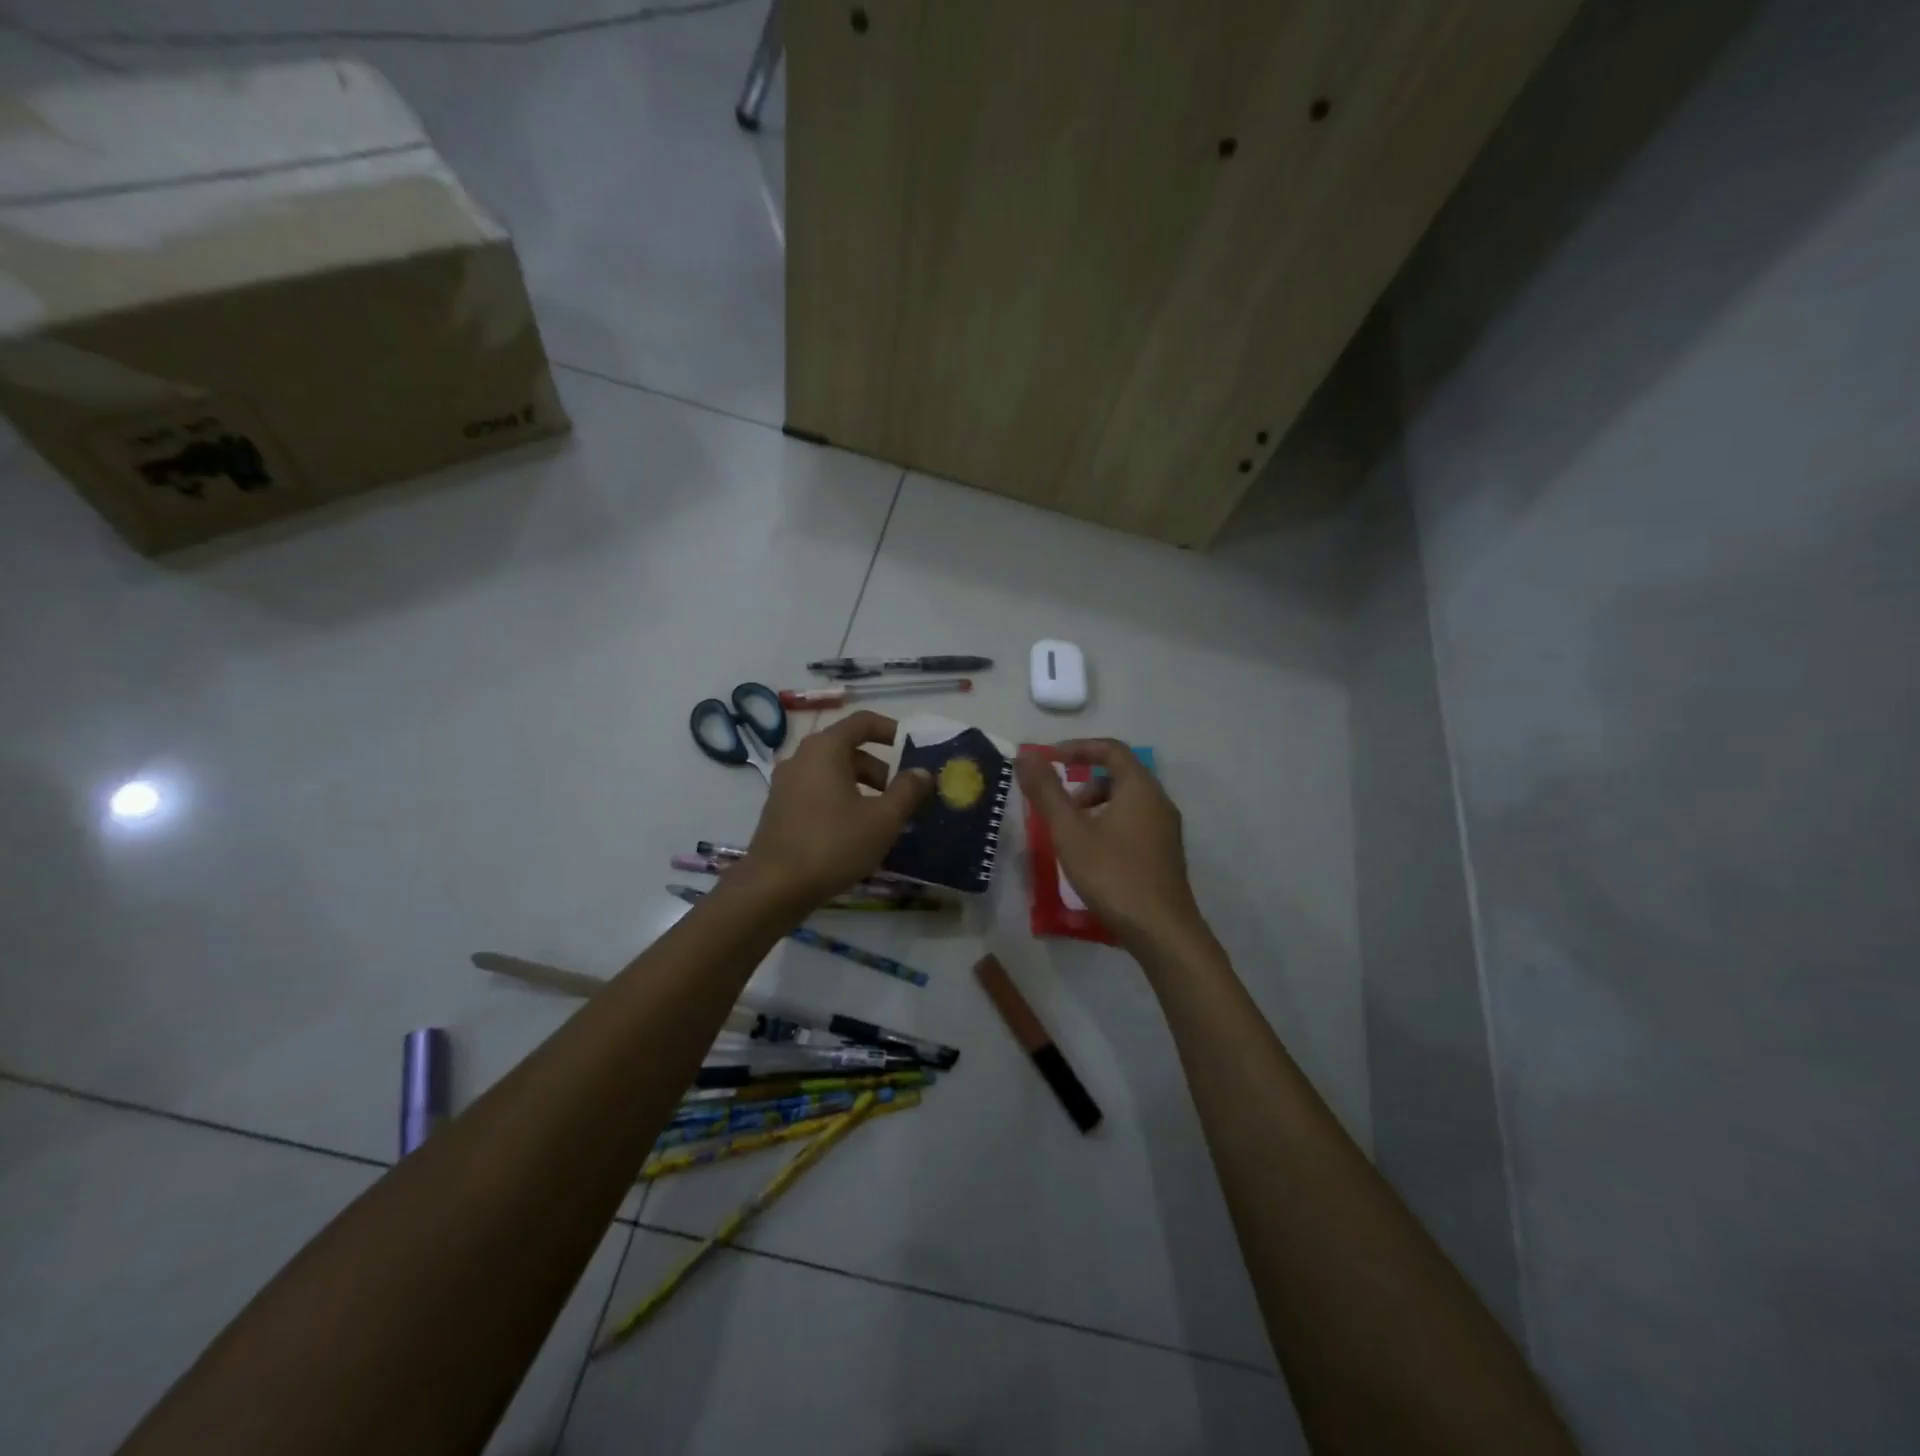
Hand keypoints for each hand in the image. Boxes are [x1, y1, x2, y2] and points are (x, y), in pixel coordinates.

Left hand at [742, 711, 932, 907]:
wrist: (773, 888)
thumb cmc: (833, 844)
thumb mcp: (882, 819)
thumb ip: (907, 791)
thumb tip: (922, 772)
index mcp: (825, 749)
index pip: (862, 722)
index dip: (891, 730)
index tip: (913, 749)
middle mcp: (801, 758)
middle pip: (848, 750)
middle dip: (881, 770)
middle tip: (903, 797)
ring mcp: (786, 785)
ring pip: (833, 774)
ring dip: (863, 789)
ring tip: (884, 820)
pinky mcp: (779, 810)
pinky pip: (818, 794)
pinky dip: (842, 802)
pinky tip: (856, 834)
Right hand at [1016, 739, 1205, 949]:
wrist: (1162, 931)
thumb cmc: (1113, 875)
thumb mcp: (1070, 832)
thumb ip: (1046, 791)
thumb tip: (1025, 755)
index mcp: (1139, 788)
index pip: (1111, 749)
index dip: (1078, 748)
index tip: (1049, 759)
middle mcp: (1159, 801)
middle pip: (1119, 774)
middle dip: (1083, 782)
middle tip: (1059, 806)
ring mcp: (1166, 829)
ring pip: (1127, 801)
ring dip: (1096, 806)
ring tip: (1072, 835)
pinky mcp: (1166, 853)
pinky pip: (1135, 822)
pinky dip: (1110, 823)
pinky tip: (1094, 856)